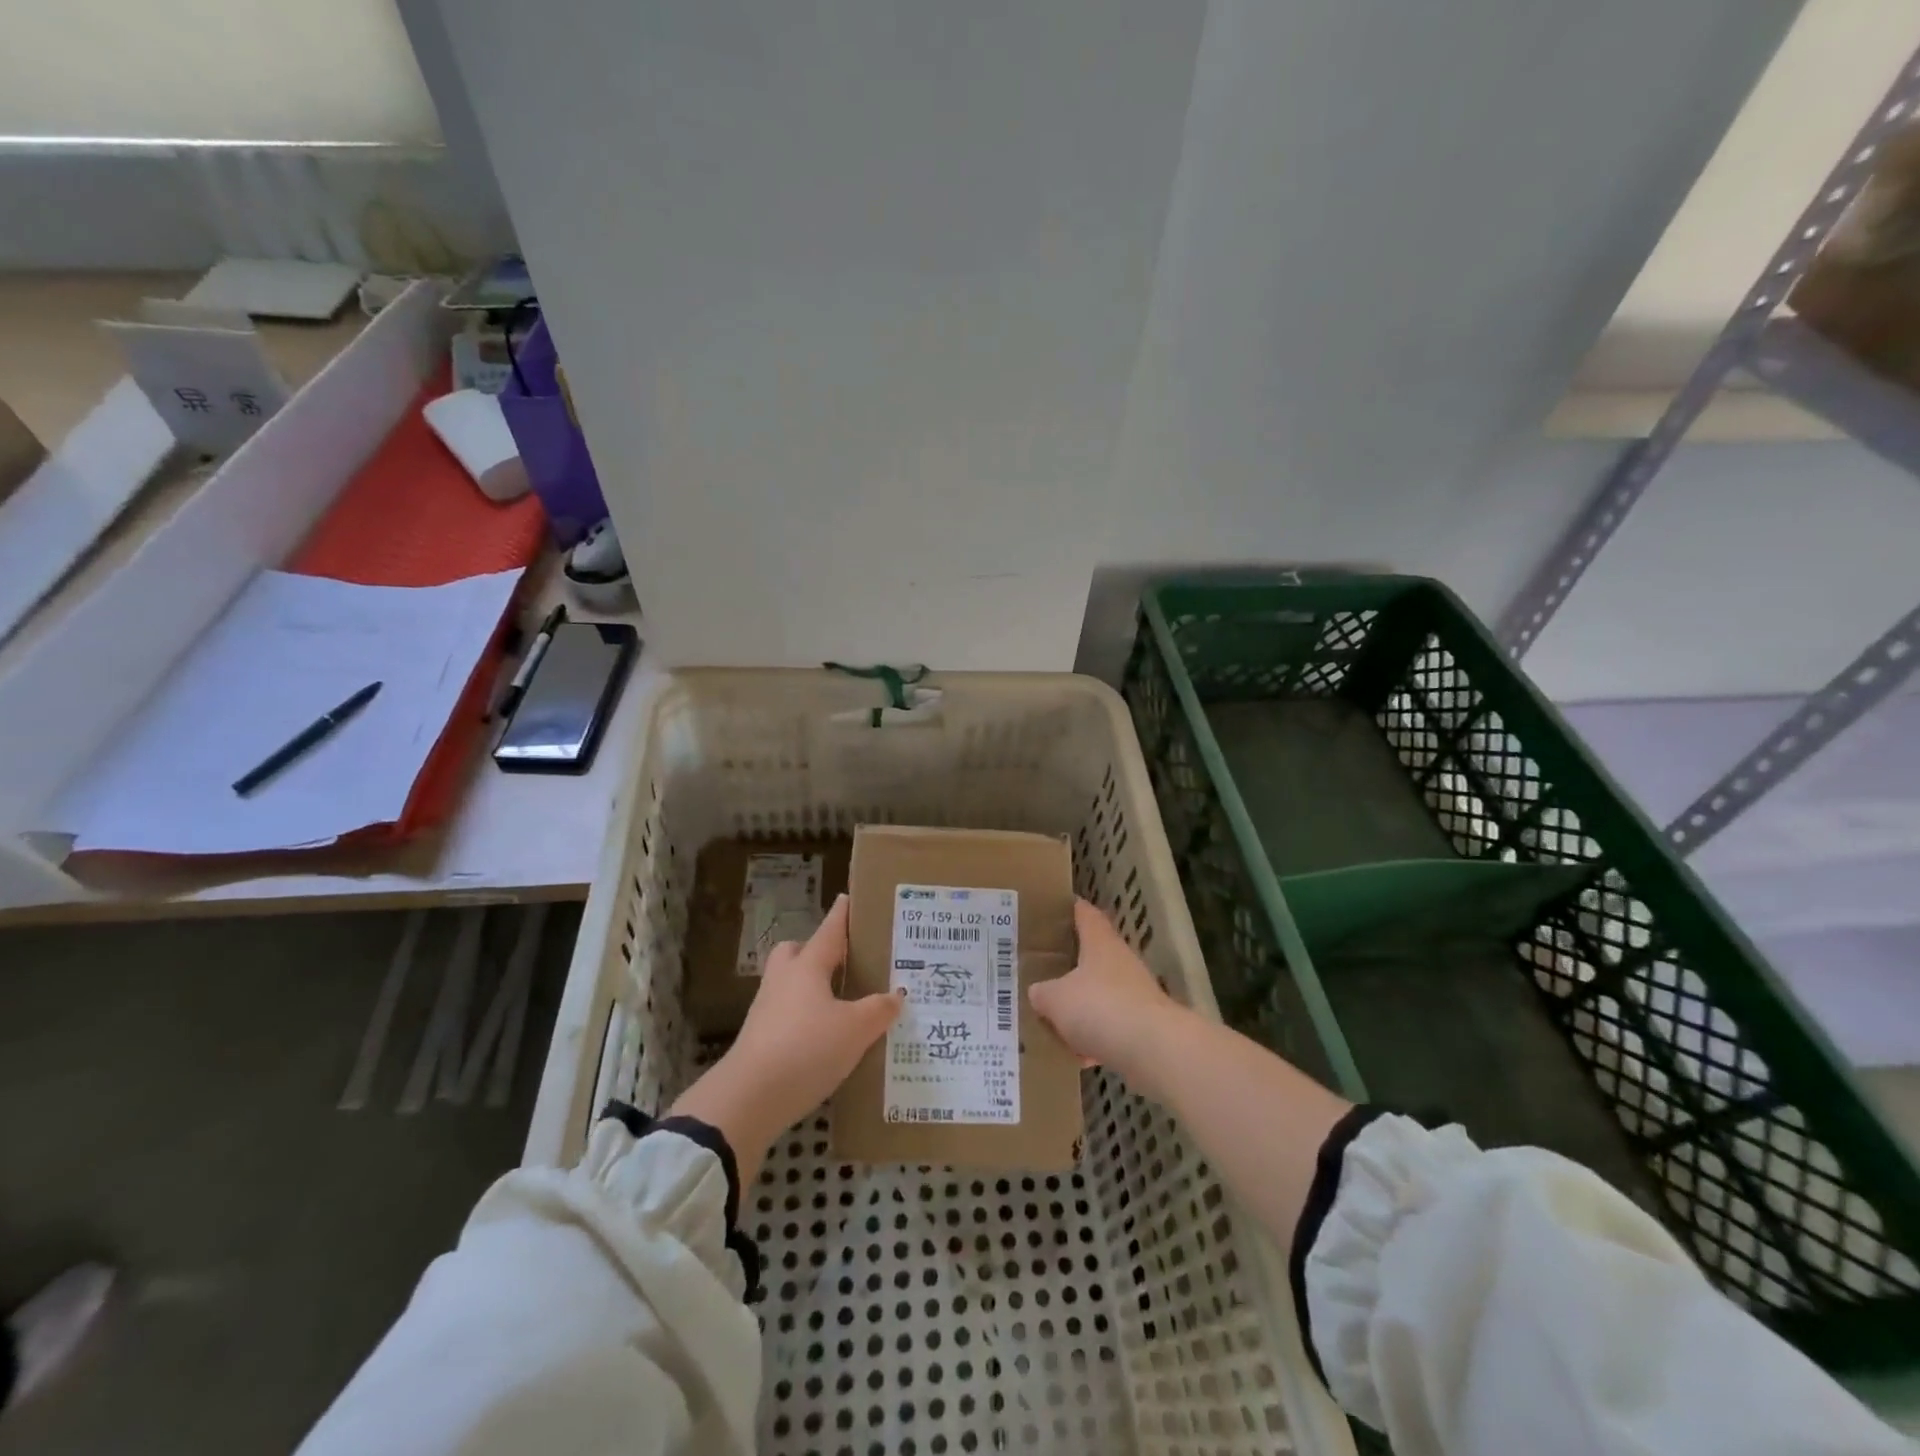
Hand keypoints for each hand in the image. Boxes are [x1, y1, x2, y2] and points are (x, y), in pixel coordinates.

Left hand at [671, 895, 901, 1180]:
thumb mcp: (855, 1030)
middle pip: (796, 952)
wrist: (748, 1098)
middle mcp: (784, 980)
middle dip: (816, 952)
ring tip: (841, 1003)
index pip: (829, 931)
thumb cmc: (806, 1049)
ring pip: (790, 984)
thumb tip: (896, 996)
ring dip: (811, 988)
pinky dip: (805, 1018)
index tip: (848, 898)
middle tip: (843, 963)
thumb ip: (878, 1009)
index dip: (842, 915)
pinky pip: (787, 1015)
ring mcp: (766, 1010)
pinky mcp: (759, 1039)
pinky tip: (825, 1038)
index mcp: (807, 966)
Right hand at [1028, 899, 1181, 1084]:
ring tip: (1056, 1020)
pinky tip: (1080, 1057)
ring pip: (1102, 993)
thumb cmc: (1100, 1007)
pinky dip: (1097, 1038)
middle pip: (1094, 955)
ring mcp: (1136, 993)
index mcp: (1099, 943)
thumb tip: (1038, 992)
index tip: (1057, 908)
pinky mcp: (1144, 1024)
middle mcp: (1120, 961)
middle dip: (1072, 964)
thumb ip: (1043, 993)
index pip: (1086, 914)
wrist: (1154, 1049)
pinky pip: (1112, 1026)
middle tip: (1044, 969)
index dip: (1072, 909)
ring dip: (1083, 1005)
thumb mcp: (1056, 999)